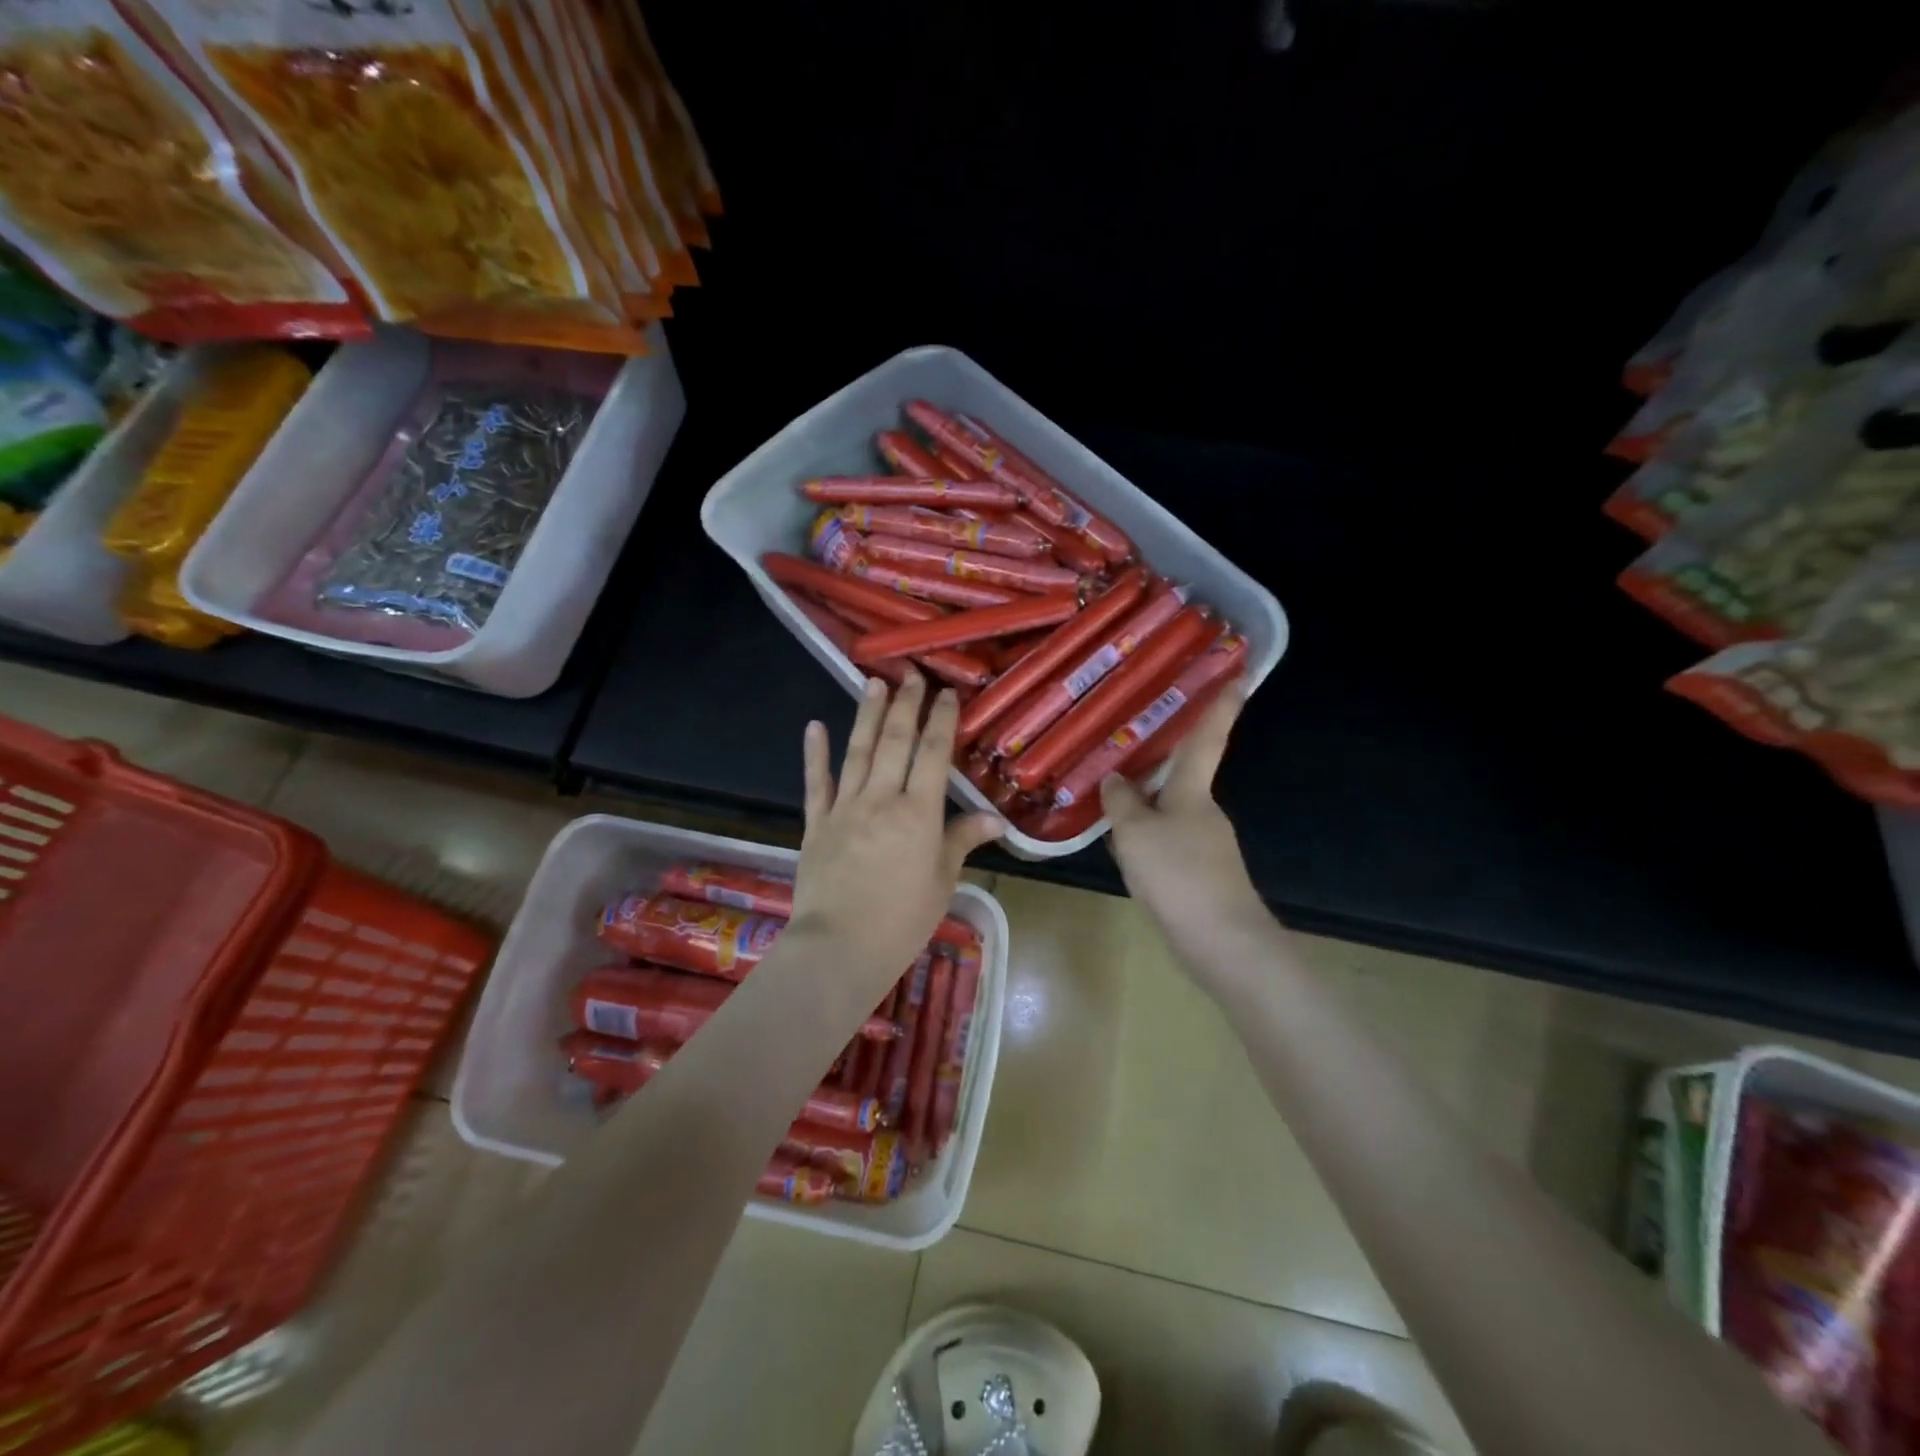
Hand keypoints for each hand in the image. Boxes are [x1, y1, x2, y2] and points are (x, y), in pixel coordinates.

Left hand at [790, 672, 1004, 990]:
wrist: (839, 948)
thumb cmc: (902, 920)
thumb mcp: (942, 881)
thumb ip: (963, 841)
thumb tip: (997, 819)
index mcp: (919, 813)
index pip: (934, 754)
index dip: (942, 720)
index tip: (947, 694)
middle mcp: (881, 799)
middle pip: (895, 742)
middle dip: (905, 705)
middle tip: (911, 676)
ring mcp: (844, 808)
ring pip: (858, 752)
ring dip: (866, 715)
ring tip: (873, 683)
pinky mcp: (816, 824)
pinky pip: (817, 783)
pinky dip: (815, 754)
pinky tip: (815, 726)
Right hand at [1101, 685, 1267, 965]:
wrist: (1219, 942)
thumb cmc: (1178, 875)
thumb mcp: (1136, 833)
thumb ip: (1121, 803)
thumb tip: (1114, 779)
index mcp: (1194, 791)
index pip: (1207, 738)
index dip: (1221, 705)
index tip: (1236, 672)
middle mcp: (1204, 811)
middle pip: (1180, 776)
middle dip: (1157, 760)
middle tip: (1124, 740)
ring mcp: (1205, 843)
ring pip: (1168, 811)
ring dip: (1144, 804)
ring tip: (1105, 795)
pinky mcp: (1199, 873)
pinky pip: (1165, 841)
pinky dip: (1144, 837)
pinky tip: (1120, 848)